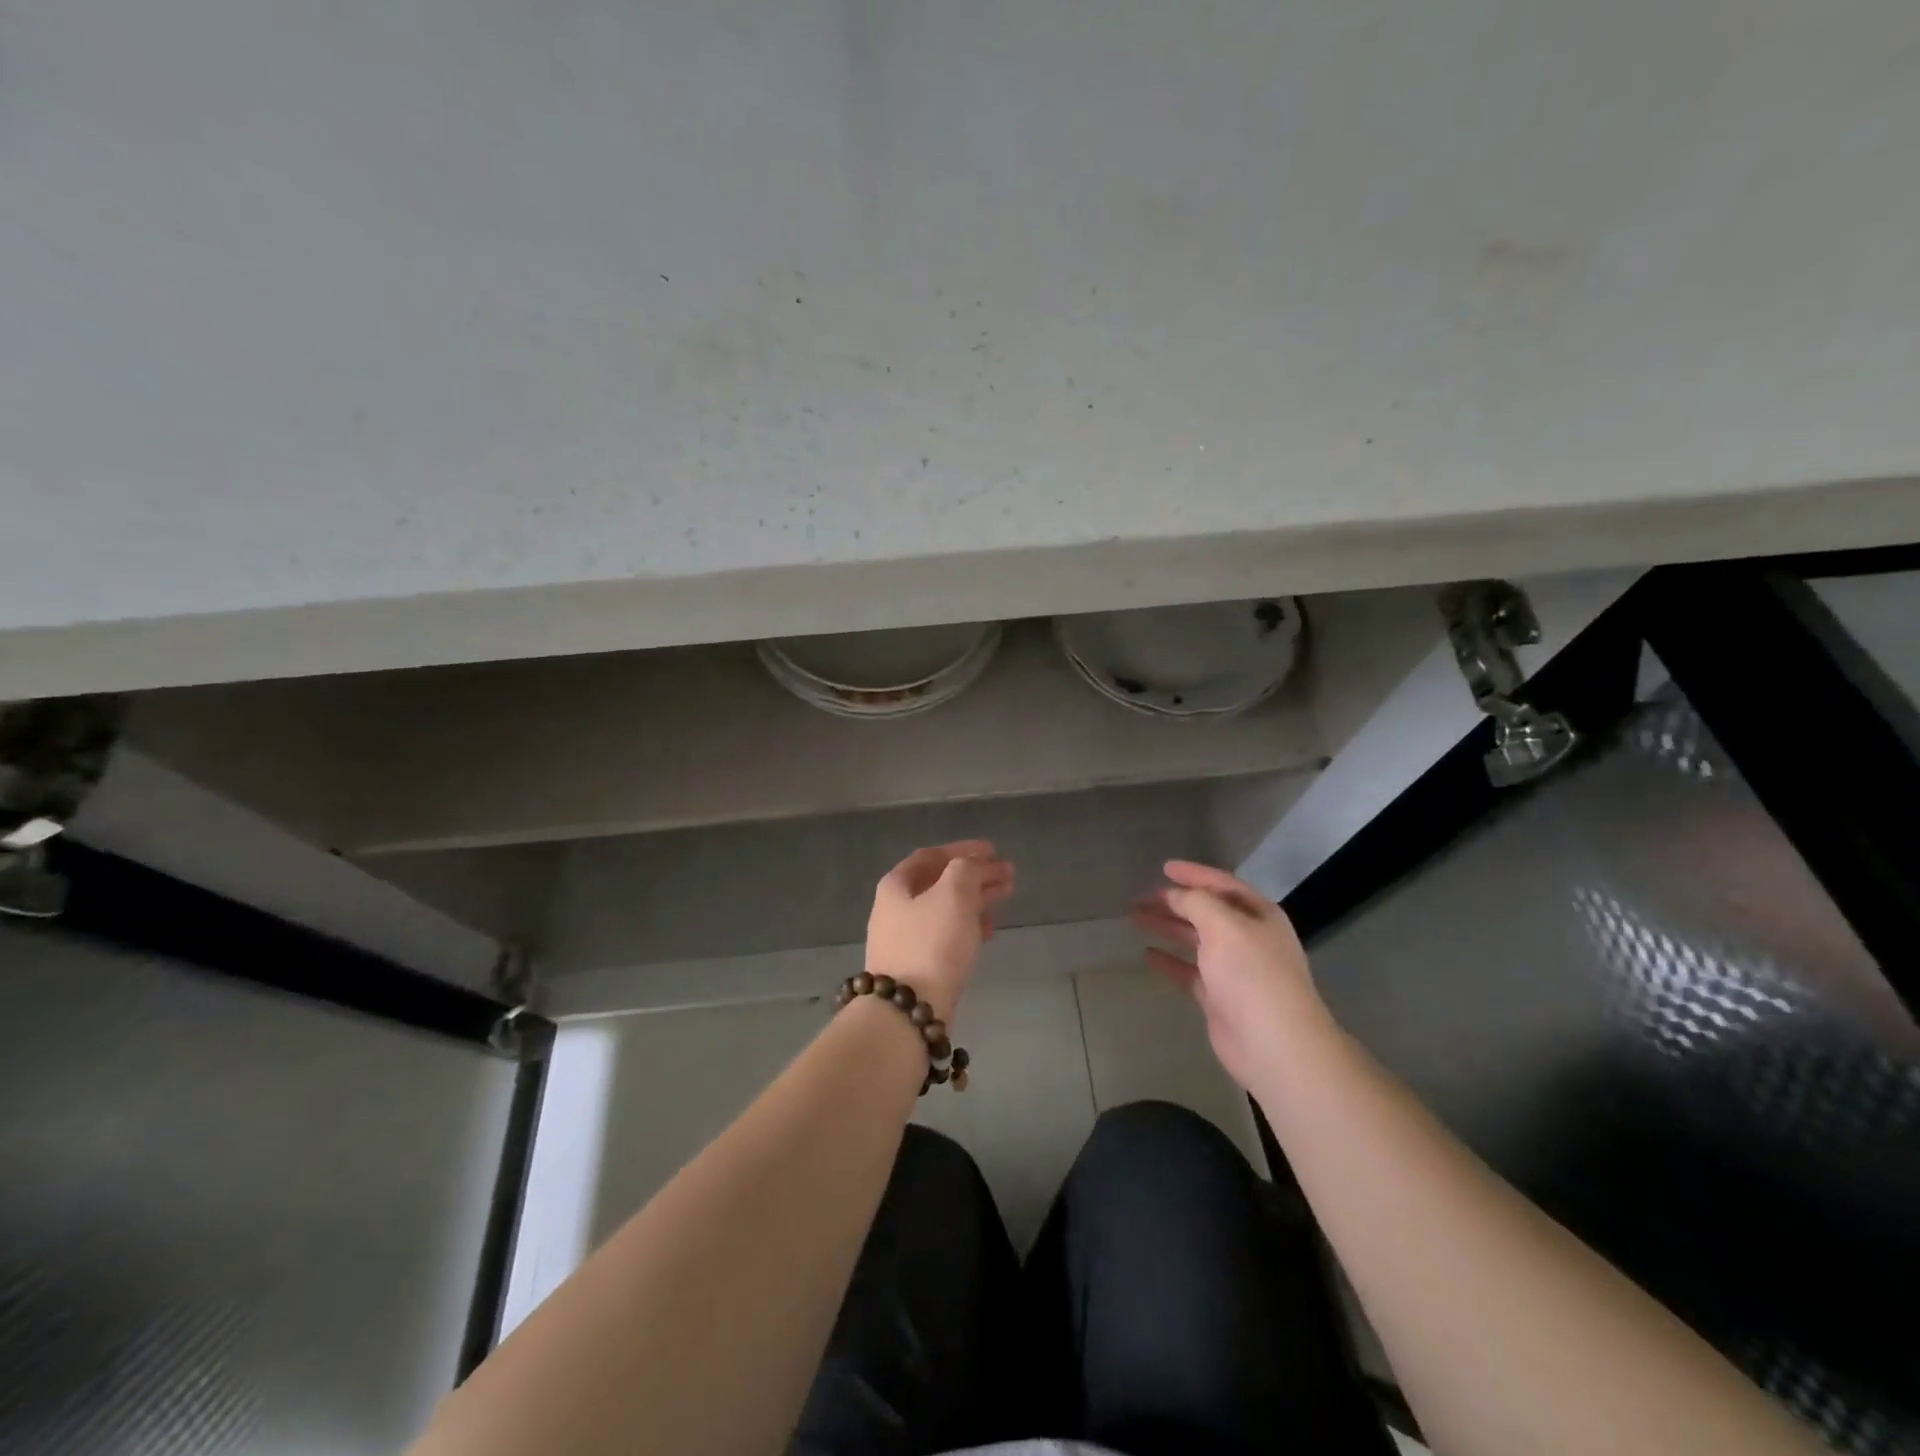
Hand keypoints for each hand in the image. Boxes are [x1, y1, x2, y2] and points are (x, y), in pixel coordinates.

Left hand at [866, 840, 1014, 1022]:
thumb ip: (966, 869)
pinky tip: (986, 930)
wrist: (907, 1010)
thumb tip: (972, 865)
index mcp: (897, 885)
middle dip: (976, 875)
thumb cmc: (930, 943)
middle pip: (941, 882)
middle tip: (1008, 874)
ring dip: (976, 899)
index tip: (993, 850)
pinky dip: (967, 925)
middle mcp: (895, 908)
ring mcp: (904, 939)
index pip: (932, 855)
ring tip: (1006, 896)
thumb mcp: (953, 894)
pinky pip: (945, 935)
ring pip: (946, 909)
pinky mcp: (917, 966)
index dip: (964, 850)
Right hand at [1130, 860, 1333, 1090]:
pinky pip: (1190, 972)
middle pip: (1205, 911)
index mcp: (1258, 914)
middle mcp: (1248, 937)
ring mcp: (1234, 969)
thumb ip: (1196, 902)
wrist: (1274, 1044)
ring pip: (1194, 940)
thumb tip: (1174, 894)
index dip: (1194, 874)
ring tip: (1135, 918)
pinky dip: (1170, 961)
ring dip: (1167, 927)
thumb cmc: (1251, 974)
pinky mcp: (1219, 997)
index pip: (1222, 884)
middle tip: (1141, 897)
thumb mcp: (1223, 925)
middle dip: (1174, 902)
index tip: (1164, 867)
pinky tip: (1148, 954)